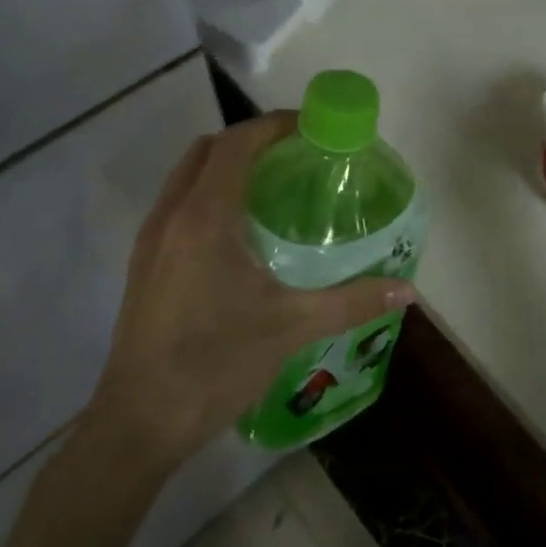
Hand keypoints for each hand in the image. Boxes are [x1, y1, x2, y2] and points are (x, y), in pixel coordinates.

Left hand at [88, 111, 415, 469]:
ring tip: (273, 188)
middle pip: (209, 149)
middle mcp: (172, 215)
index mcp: (204, 217)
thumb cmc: (214, 364)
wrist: (139, 421)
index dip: (273, 125)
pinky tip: (240, 232)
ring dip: (227, 166)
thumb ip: (351, 302)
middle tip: (296, 156)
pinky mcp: (144, 263)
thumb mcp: (290, 328)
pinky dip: (210, 194)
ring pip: (188, 175)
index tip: (312, 128)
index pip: (237, 143)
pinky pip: (179, 203)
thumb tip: (406, 290)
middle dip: (251, 141)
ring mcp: (151, 238)